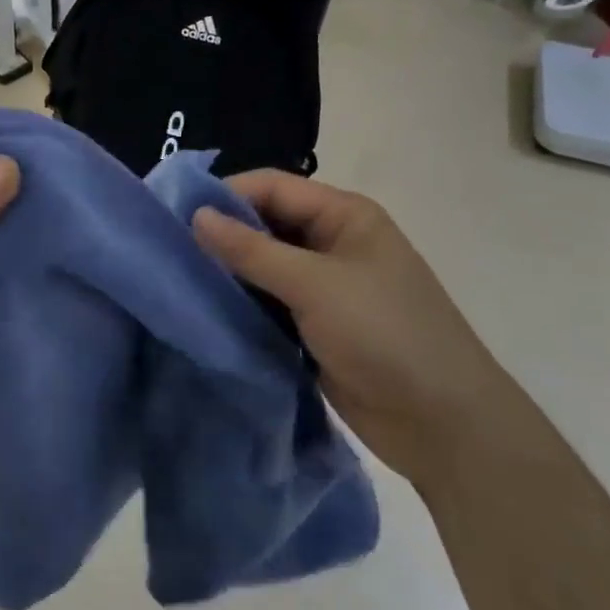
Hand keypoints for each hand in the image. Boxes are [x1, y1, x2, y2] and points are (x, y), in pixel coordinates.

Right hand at [192, 171, 525, 488]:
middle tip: (168, 252)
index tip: (173, 216)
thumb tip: (196, 216)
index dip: (224, 196)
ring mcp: (323, 288)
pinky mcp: (313, 326)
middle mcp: (331, 243)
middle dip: (221, 236)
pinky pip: (267, 304)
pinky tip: (205, 312)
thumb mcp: (315, 285)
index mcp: (343, 216)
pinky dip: (240, 306)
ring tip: (177, 282)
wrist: (441, 422)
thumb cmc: (385, 335)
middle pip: (264, 225)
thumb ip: (252, 251)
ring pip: (262, 267)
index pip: (272, 187)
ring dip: (227, 274)